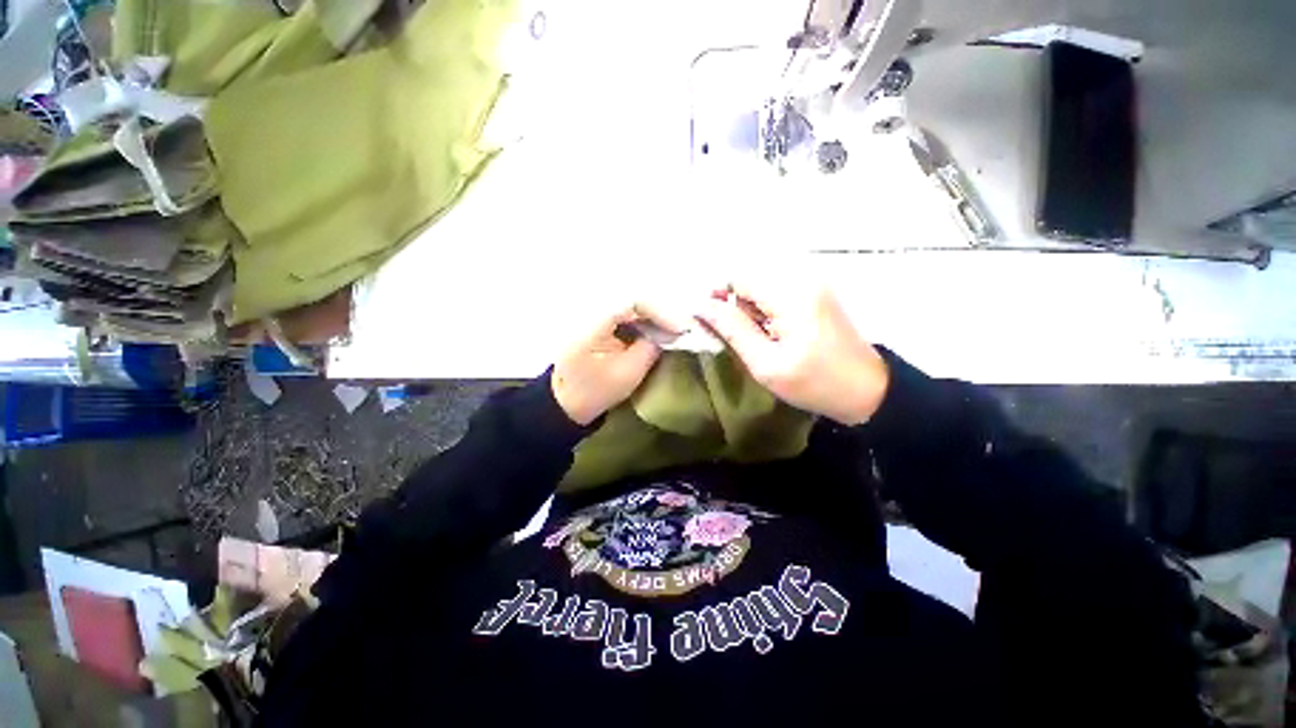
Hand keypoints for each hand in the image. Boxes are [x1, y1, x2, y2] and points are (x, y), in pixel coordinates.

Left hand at [551, 305, 683, 425]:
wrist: (567, 401)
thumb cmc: (596, 392)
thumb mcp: (628, 374)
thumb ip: (650, 348)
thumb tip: (671, 331)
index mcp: (590, 326)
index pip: (630, 302)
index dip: (659, 311)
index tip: (680, 327)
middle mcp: (588, 311)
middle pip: (631, 297)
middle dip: (660, 309)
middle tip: (682, 325)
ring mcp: (590, 313)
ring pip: (629, 301)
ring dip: (653, 312)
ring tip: (674, 326)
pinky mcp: (596, 319)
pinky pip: (623, 310)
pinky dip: (643, 317)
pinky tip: (656, 327)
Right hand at [696, 285, 889, 424]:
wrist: (868, 391)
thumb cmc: (814, 383)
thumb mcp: (765, 363)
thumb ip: (732, 330)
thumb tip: (700, 305)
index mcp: (790, 295)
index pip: (737, 277)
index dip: (715, 295)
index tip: (705, 321)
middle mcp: (801, 280)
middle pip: (749, 280)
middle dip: (732, 305)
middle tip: (730, 338)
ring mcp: (811, 286)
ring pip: (761, 288)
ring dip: (747, 310)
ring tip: (752, 341)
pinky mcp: (815, 295)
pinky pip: (776, 295)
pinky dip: (763, 312)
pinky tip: (768, 335)